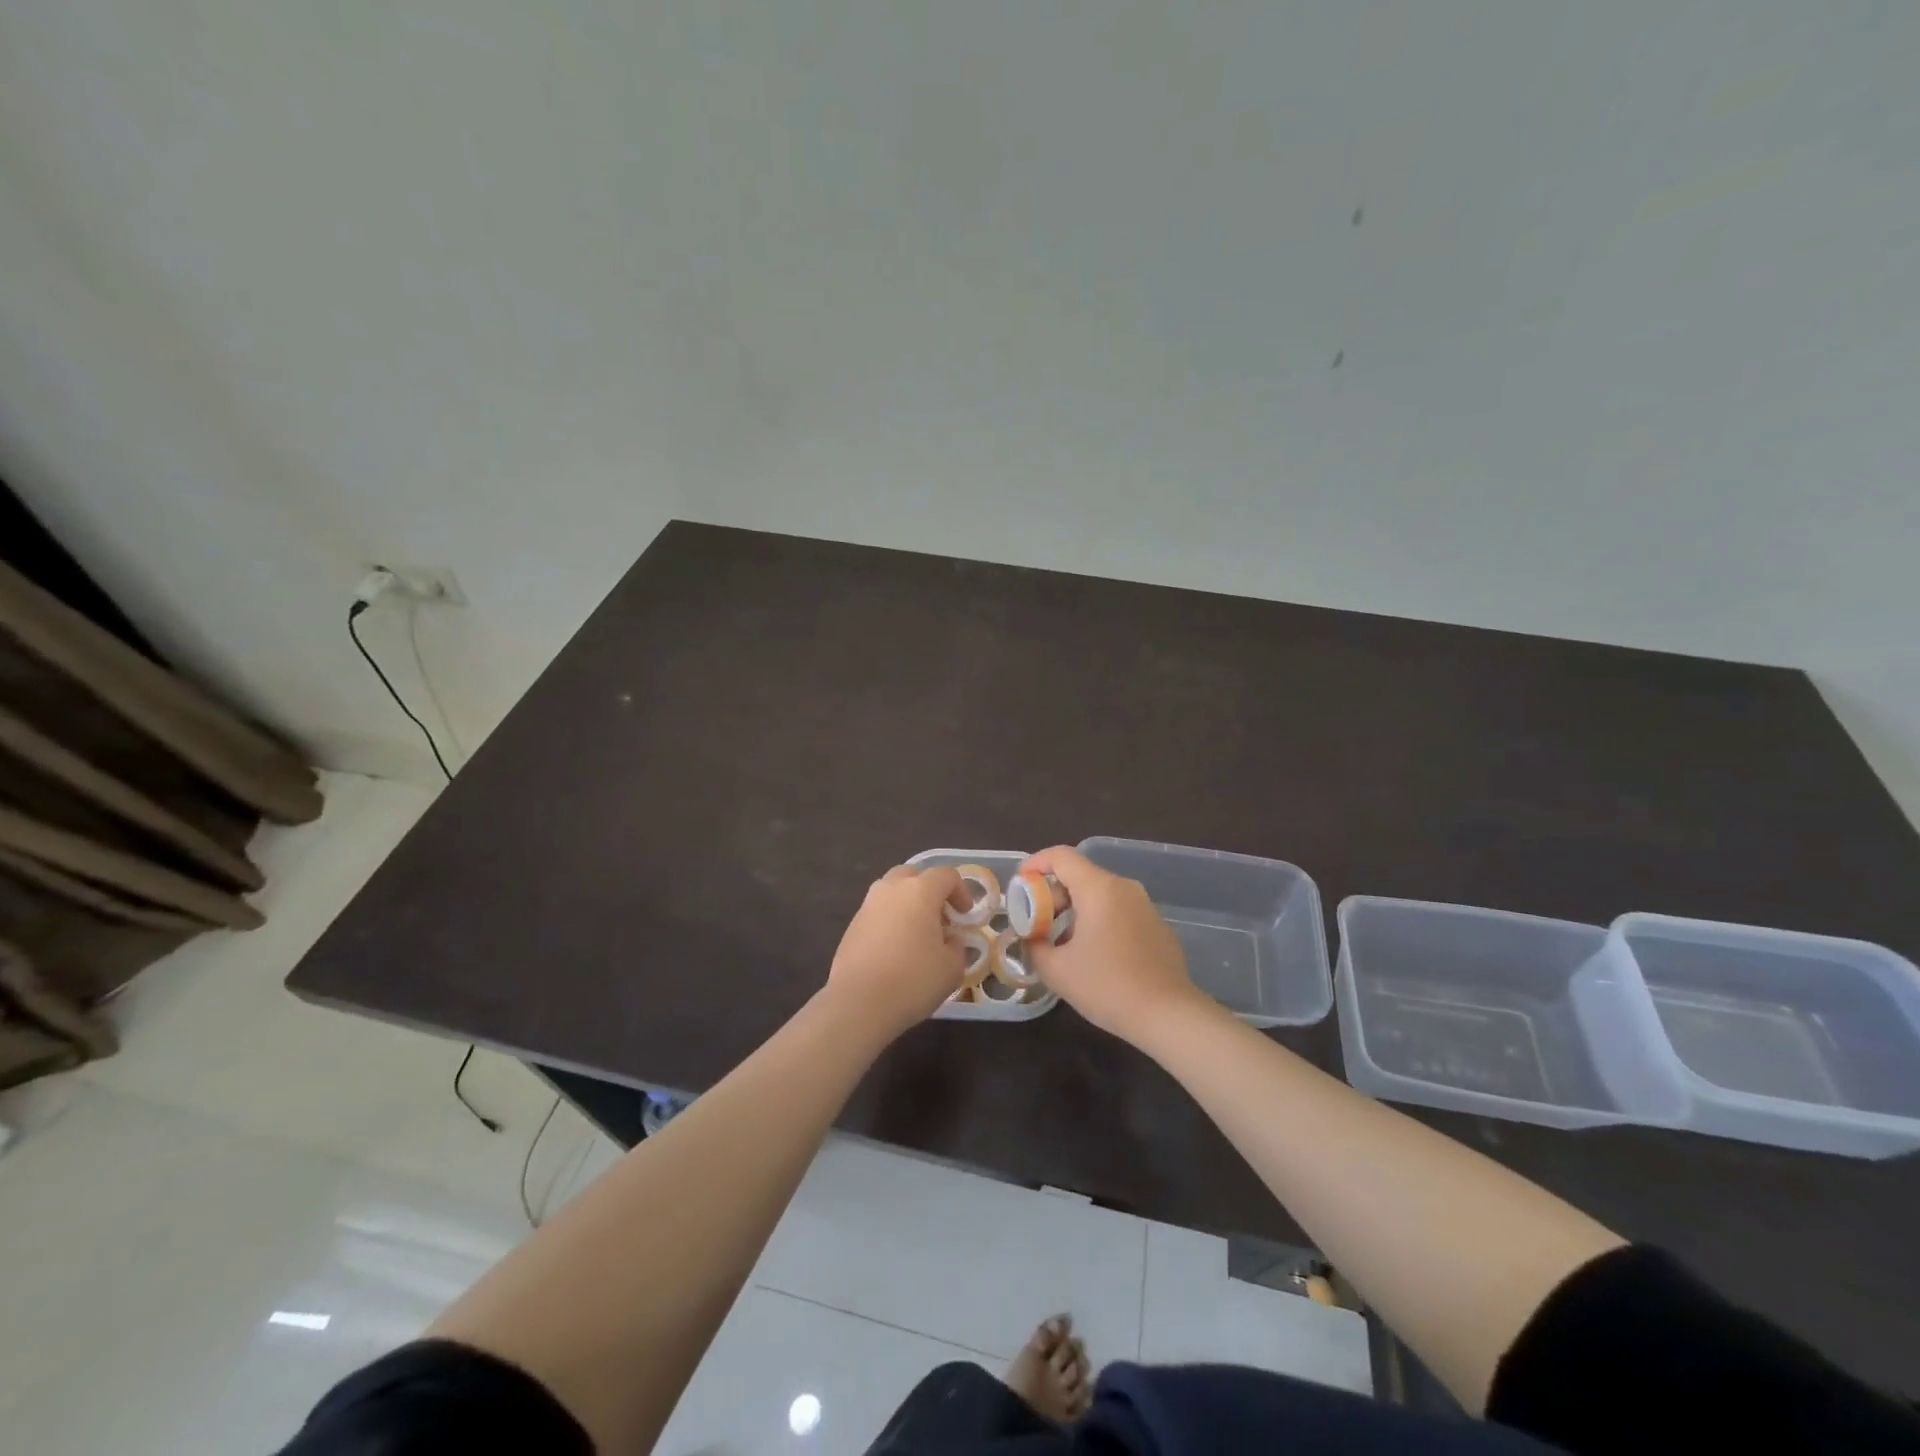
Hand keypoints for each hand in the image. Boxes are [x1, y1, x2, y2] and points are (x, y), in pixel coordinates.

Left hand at [824, 864, 966, 1043]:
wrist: (858, 1002)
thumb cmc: (913, 979)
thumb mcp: (952, 967)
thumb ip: (956, 946)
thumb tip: (949, 939)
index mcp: (920, 890)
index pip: (946, 875)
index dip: (961, 891)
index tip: (965, 915)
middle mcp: (891, 889)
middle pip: (914, 875)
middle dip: (931, 891)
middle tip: (940, 918)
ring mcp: (868, 905)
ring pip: (892, 891)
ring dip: (908, 904)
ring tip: (917, 934)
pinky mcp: (852, 925)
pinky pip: (878, 912)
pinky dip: (891, 921)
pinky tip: (896, 950)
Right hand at [1022, 846, 1206, 1044]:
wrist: (1168, 1015)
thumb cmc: (1107, 987)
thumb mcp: (1057, 971)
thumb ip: (1036, 947)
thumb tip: (1033, 939)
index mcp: (1099, 889)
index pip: (1061, 856)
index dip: (1036, 863)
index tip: (1021, 884)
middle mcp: (1124, 888)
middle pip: (1081, 875)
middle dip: (1054, 894)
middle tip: (1039, 923)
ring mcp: (1145, 906)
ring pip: (1101, 894)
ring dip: (1076, 909)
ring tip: (1063, 942)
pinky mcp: (1158, 926)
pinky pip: (1120, 911)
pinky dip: (1099, 921)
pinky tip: (1095, 955)